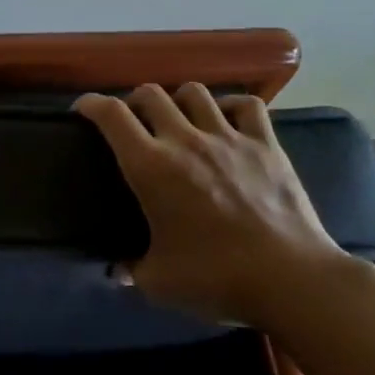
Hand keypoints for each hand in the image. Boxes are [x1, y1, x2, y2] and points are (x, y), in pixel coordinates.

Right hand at [74, 83, 355, 328]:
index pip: (112, 115)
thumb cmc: (215, 278)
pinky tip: (225, 120)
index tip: (83, 109)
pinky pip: (247, 105)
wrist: (291, 280)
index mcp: (150, 167)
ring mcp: (229, 139)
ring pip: (195, 92)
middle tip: (132, 121)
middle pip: (151, 94)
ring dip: (178, 100)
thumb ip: (131, 270)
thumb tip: (118, 270)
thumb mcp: (157, 282)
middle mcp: (185, 141)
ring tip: (178, 118)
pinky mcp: (267, 145)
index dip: (92, 104)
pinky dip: (230, 106)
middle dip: (133, 101)